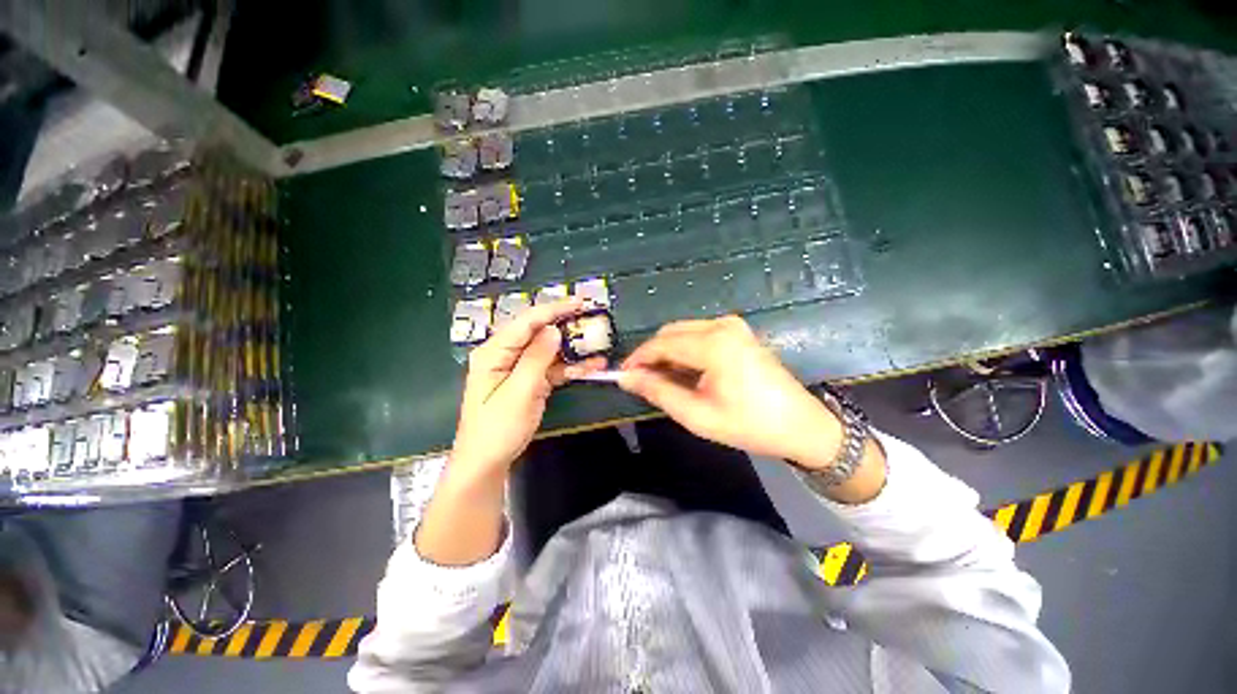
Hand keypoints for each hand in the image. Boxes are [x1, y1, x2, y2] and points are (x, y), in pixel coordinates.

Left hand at [450, 298, 605, 476]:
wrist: (488, 462)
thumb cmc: (498, 429)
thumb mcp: (519, 392)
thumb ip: (536, 358)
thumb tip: (553, 330)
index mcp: (494, 352)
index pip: (526, 322)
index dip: (553, 310)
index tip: (579, 303)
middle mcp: (506, 355)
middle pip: (538, 333)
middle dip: (565, 326)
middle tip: (591, 319)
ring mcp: (519, 368)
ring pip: (549, 351)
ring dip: (573, 349)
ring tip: (597, 344)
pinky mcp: (530, 381)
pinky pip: (552, 368)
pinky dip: (571, 368)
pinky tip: (592, 367)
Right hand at [619, 316, 841, 468]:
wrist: (801, 425)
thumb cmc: (749, 425)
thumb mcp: (697, 415)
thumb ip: (658, 392)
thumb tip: (626, 378)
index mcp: (713, 344)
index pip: (661, 343)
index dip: (637, 358)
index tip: (621, 375)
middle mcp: (721, 325)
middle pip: (670, 333)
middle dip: (651, 355)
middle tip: (640, 381)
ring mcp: (732, 325)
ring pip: (683, 332)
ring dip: (667, 352)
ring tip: (661, 380)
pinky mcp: (737, 331)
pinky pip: (698, 334)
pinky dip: (684, 350)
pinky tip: (683, 372)